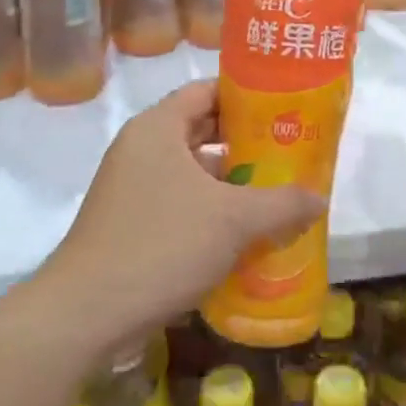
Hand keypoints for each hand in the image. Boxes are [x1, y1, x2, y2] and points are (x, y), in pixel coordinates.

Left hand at [37, 80, 324, 363]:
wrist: (86, 314)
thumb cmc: (162, 245)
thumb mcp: (234, 220)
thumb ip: (282, 204)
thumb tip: (319, 198)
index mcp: (158, 128)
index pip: (207, 91)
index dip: (247, 95)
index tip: (284, 108)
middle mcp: (141, 149)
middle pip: (201, 130)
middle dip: (246, 141)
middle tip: (289, 151)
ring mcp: (131, 187)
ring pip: (191, 171)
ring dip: (231, 181)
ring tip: (275, 192)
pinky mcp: (130, 223)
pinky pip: (179, 201)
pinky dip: (210, 210)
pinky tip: (243, 232)